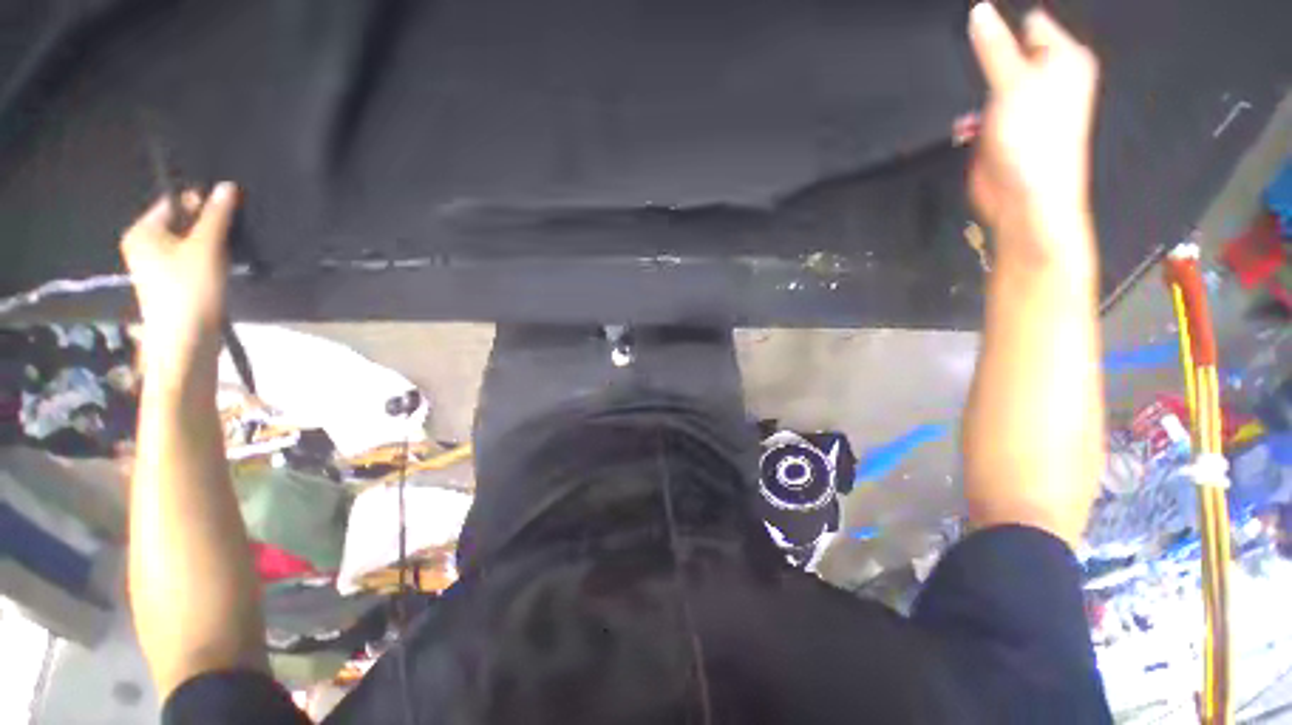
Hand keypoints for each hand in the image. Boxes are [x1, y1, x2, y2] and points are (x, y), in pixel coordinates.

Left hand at [120, 182, 238, 361]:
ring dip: (210, 246)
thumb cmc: (190, 288)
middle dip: (208, 228)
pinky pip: (190, 261)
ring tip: (227, 257)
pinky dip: (207, 261)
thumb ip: (216, 215)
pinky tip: (220, 271)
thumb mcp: (206, 246)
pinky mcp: (169, 283)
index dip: (202, 205)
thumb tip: (226, 186)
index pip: (175, 203)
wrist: (186, 339)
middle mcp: (143, 244)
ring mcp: (155, 266)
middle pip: (182, 223)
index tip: (227, 216)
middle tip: (229, 239)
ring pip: (188, 244)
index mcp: (142, 231)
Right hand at [968, 4, 1098, 262]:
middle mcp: (1047, 78)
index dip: (1002, 26)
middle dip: (987, 60)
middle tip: (971, 69)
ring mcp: (1025, 107)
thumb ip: (995, 47)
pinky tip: (967, 127)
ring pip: (992, 84)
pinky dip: (972, 117)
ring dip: (976, 92)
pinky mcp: (1005, 131)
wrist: (1024, 197)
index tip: (972, 30)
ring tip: (972, 106)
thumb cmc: (1031, 136)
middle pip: (1009, 52)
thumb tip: (979, 10)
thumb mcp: (1012, 83)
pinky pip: (983, 111)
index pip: (1030, 24)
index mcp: (1062, 58)